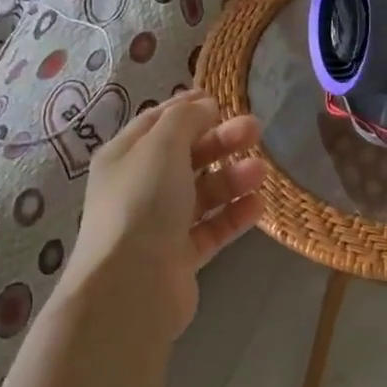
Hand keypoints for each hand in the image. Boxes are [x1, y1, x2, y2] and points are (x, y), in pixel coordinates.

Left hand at [66, 91, 267, 339]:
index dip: (188, 108)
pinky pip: (211, 228)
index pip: (157, 122)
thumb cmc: (143, 203)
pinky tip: (258, 205)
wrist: (131, 287)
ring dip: (232, 178)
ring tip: (262, 171)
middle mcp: (138, 188)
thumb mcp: (161, 147)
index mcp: (124, 157)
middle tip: (255, 129)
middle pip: (184, 156)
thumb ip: (185, 120)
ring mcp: (158, 224)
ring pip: (201, 192)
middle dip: (220, 140)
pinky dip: (233, 215)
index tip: (221, 99)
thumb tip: (203, 105)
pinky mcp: (179, 256)